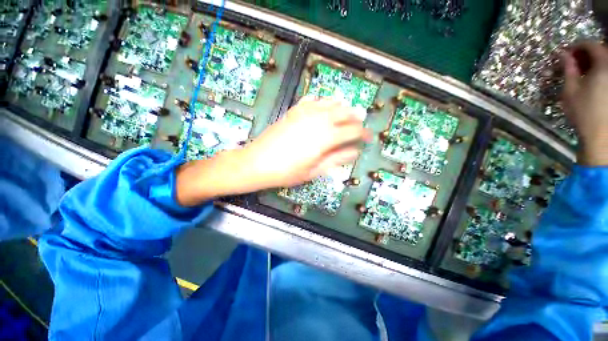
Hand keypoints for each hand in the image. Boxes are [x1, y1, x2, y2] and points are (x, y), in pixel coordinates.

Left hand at [175, 97, 369, 205]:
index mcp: (326, 137)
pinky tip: (323, 105)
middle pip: (344, 113)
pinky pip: (311, 99)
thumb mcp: (314, 170)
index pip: (352, 130)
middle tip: (360, 123)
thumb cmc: (287, 172)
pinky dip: (321, 101)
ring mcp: (304, 112)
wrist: (257, 162)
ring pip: (330, 103)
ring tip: (346, 112)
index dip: (363, 133)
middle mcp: (318, 120)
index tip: (368, 137)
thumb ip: (336, 159)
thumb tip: (355, 152)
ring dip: (341, 106)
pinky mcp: (293, 111)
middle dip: (355, 117)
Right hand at [562, 42, 607, 165]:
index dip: (577, 46)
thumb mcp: (570, 90)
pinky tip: (591, 79)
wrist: (601, 135)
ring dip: (592, 62)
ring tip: (581, 71)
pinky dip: (599, 71)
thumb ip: (568, 69)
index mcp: (603, 65)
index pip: (590, 45)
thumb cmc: (584, 112)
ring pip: (604, 62)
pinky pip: (606, 72)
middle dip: (585, 54)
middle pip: (600, 51)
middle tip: (572, 62)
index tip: (565, 53)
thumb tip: (562, 54)